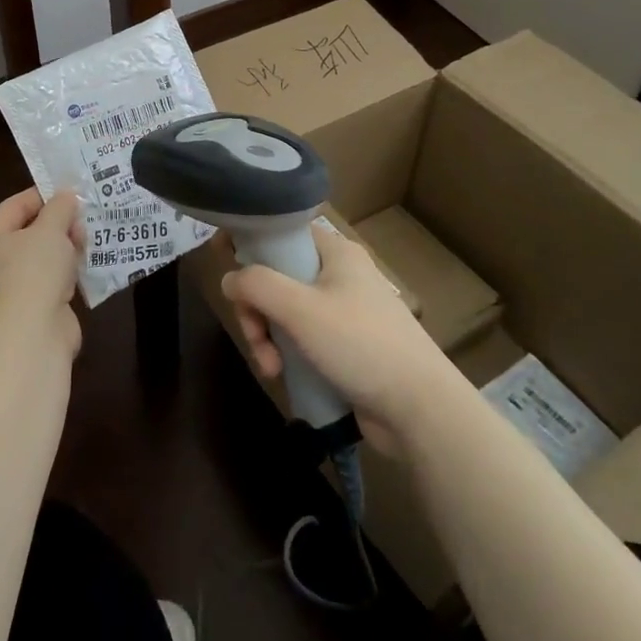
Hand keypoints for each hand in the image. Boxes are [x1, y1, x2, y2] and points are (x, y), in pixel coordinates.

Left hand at [0, 188, 84, 354]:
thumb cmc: (34, 271)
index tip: (71, 191)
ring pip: (42, 257)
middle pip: (28, 232)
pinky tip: (86, 265)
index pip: (14, 206)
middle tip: (83, 218)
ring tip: (88, 240)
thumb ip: (60, 208)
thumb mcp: (50, 229)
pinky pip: (51, 280)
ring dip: (65, 248)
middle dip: (58, 223)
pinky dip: (67, 272)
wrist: (33, 334)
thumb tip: (66, 196)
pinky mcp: (31, 309)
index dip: (43, 195)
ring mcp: (11, 288)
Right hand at [222, 225, 451, 450]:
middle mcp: (338, 274)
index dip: (250, 239)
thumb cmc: (360, 344)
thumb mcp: (300, 309)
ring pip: (285, 310)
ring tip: (270, 367)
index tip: (220, 257)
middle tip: (255, 336)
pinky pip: (301, 337)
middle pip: (277, 275)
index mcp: (334, 252)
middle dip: (256, 308)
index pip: (282, 230)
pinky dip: (286, 352)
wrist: (420, 409)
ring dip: (267, 336)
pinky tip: (282, 375)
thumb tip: (229, 279)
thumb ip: (256, 285)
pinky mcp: (344, 345)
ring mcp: (343, 311)